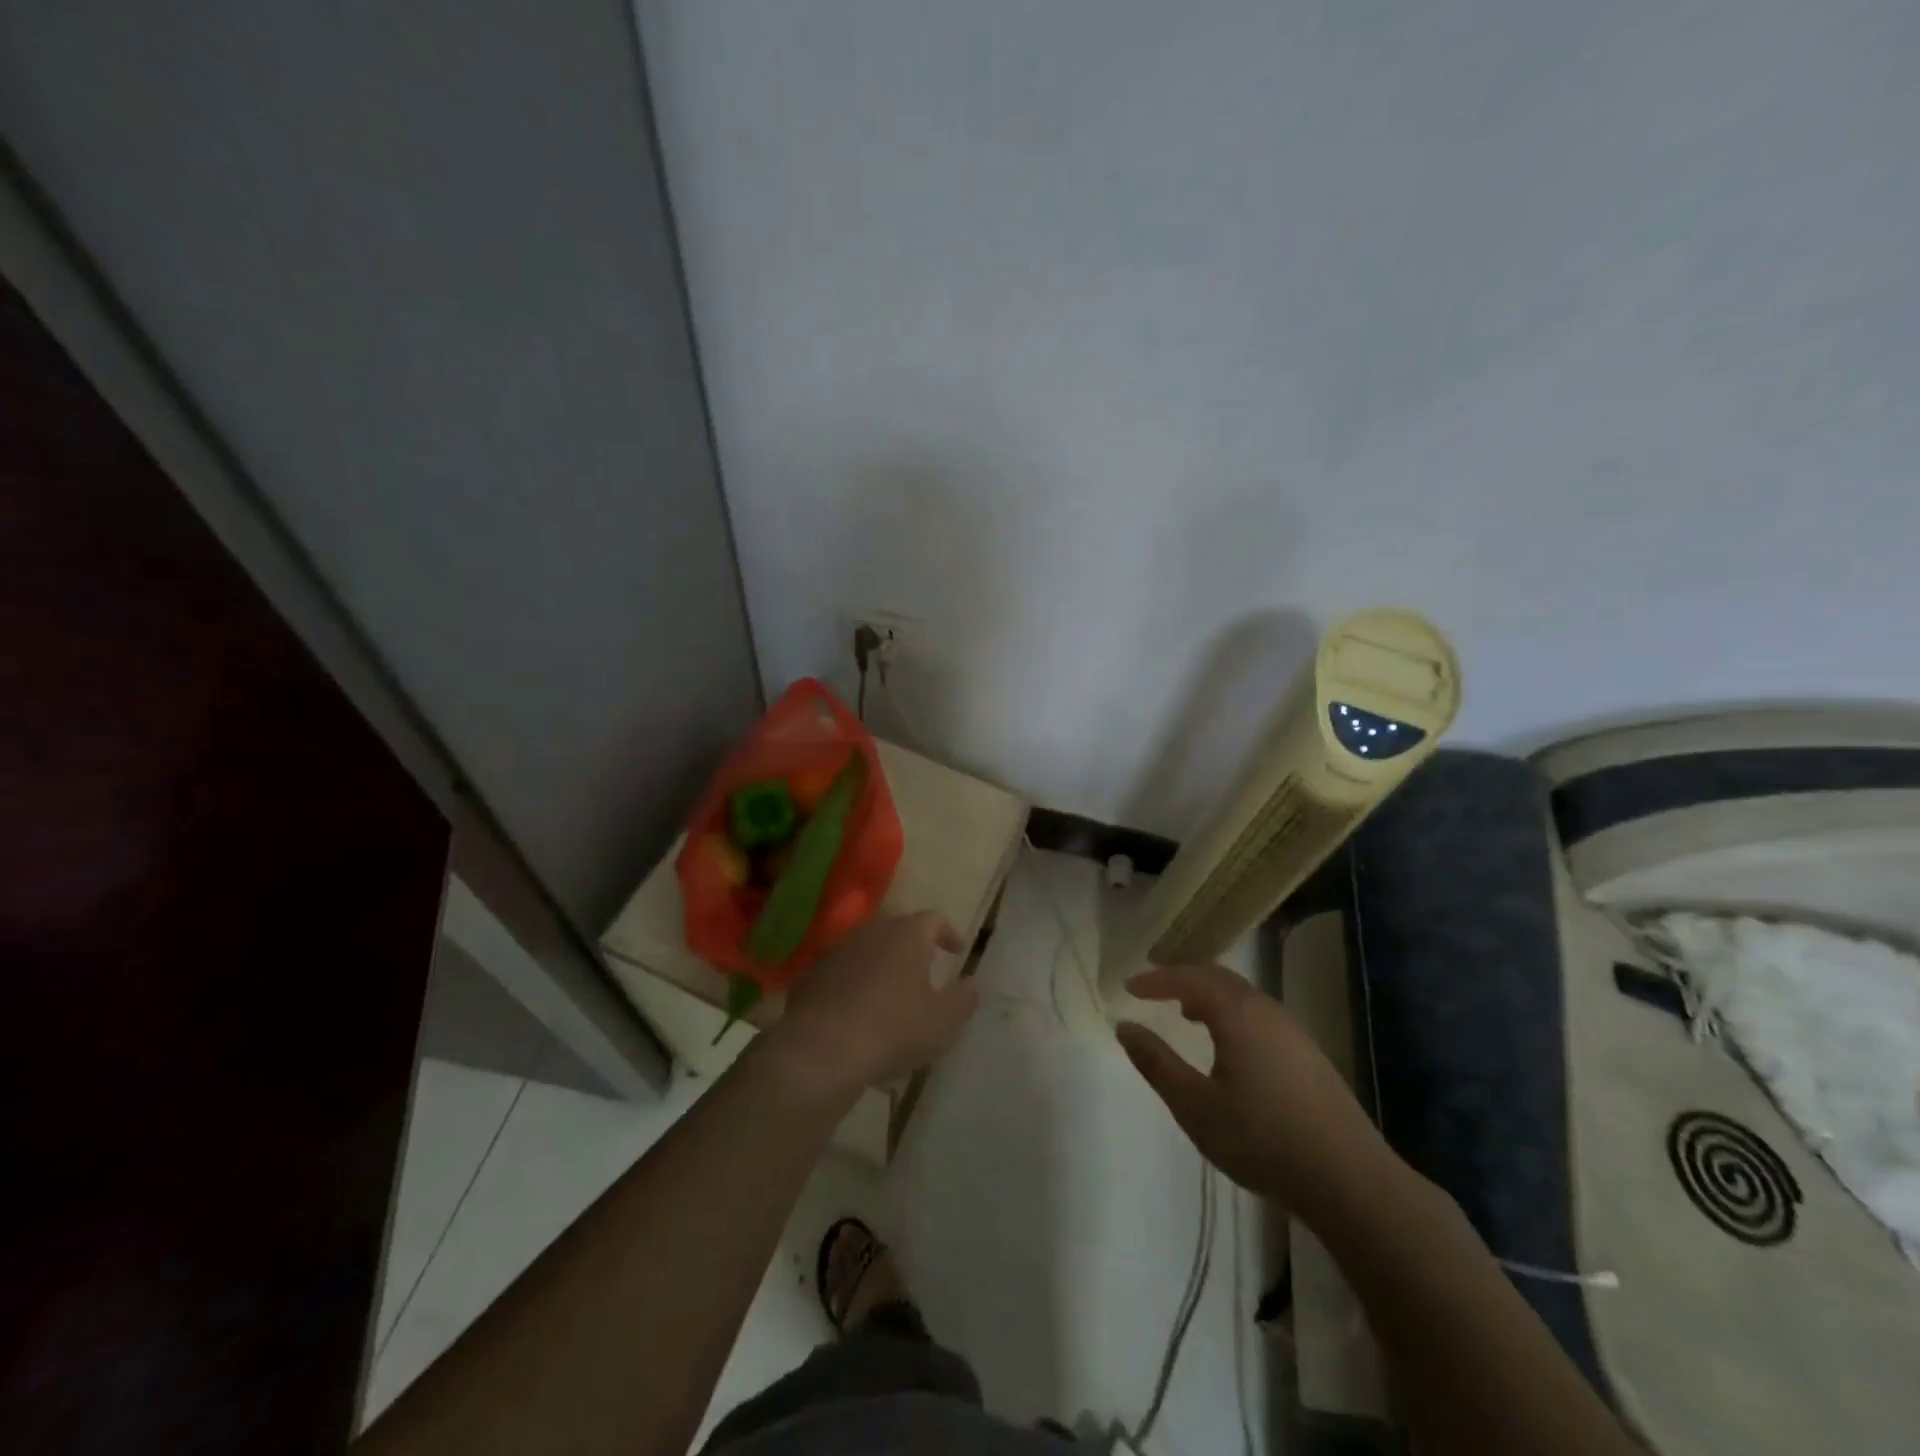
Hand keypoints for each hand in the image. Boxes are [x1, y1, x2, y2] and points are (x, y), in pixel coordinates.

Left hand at [765, 912, 978, 1097]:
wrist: (822, 1049)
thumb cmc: (894, 1029)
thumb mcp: (943, 1022)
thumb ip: (964, 999)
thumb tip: (972, 983)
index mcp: (907, 935)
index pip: (934, 919)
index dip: (948, 933)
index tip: (956, 951)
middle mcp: (872, 932)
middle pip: (897, 930)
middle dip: (913, 947)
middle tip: (924, 970)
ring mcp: (838, 950)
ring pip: (867, 949)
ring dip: (881, 966)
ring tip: (890, 996)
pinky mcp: (812, 974)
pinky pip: (842, 972)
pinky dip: (854, 984)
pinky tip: (857, 1013)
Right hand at [1116, 965, 1395, 1220]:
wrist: (1350, 1181)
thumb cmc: (1262, 1139)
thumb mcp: (1195, 1106)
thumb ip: (1157, 1063)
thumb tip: (1125, 1027)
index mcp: (1237, 1014)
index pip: (1189, 978)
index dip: (1157, 979)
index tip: (1129, 986)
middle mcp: (1266, 1010)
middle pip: (1218, 977)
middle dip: (1183, 978)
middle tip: (1154, 990)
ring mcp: (1293, 1031)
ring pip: (1242, 996)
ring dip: (1209, 995)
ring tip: (1185, 1013)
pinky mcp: (1309, 1055)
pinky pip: (1259, 1014)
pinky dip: (1231, 1013)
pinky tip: (1228, 1045)